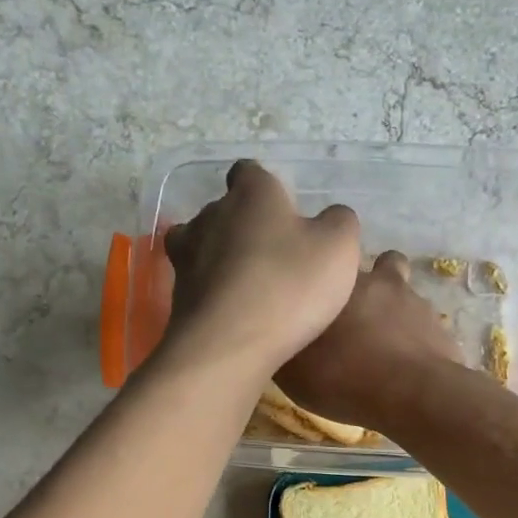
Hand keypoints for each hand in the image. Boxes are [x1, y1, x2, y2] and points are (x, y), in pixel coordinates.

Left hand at [160, 161, 360, 374]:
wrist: (229, 345)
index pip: (250, 172)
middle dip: (246, 225)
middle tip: (275, 253)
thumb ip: (339, 222)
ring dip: (223, 257)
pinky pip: (199, 283)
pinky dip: (213, 290)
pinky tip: (234, 311)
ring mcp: (187, 255)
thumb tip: (332, 217)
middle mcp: (211, 214)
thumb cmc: (290, 285)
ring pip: (204, 244)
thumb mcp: (339, 247)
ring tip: (249, 283)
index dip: (267, 188)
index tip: (283, 210)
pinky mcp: (178, 295)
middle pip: (226, 209)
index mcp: (251, 193)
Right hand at [277, 251, 464, 431]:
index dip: (331, 271)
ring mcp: (417, 304)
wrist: (412, 395)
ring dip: (396, 311)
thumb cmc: (343, 376)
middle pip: (383, 266)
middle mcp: (382, 282)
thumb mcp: (292, 370)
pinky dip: (415, 340)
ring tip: (385, 343)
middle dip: (373, 285)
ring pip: (406, 295)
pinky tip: (405, 365)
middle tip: (357, 317)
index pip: (336, 256)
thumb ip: (286, 343)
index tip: (323, 292)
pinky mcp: (441, 330)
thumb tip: (279, 335)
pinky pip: (424, 328)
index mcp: (342, 281)